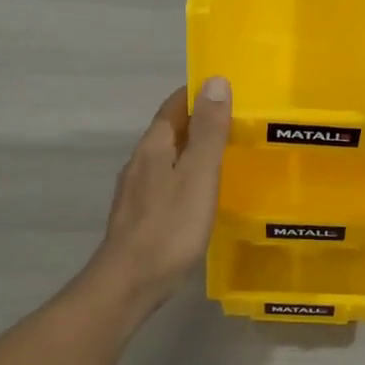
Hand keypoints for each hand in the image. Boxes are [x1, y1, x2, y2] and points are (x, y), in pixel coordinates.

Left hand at [90, 77, 231, 306]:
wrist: (130, 282)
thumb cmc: (170, 226)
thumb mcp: (198, 174)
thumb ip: (208, 130)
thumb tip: (215, 81)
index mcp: (154, 147)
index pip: (174, 106)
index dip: (197, 94)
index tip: (226, 89)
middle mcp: (140, 162)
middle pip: (169, 131)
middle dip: (198, 121)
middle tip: (235, 121)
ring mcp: (136, 191)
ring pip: (167, 158)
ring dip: (191, 150)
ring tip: (223, 154)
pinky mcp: (139, 216)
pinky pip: (166, 183)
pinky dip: (185, 176)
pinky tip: (200, 194)